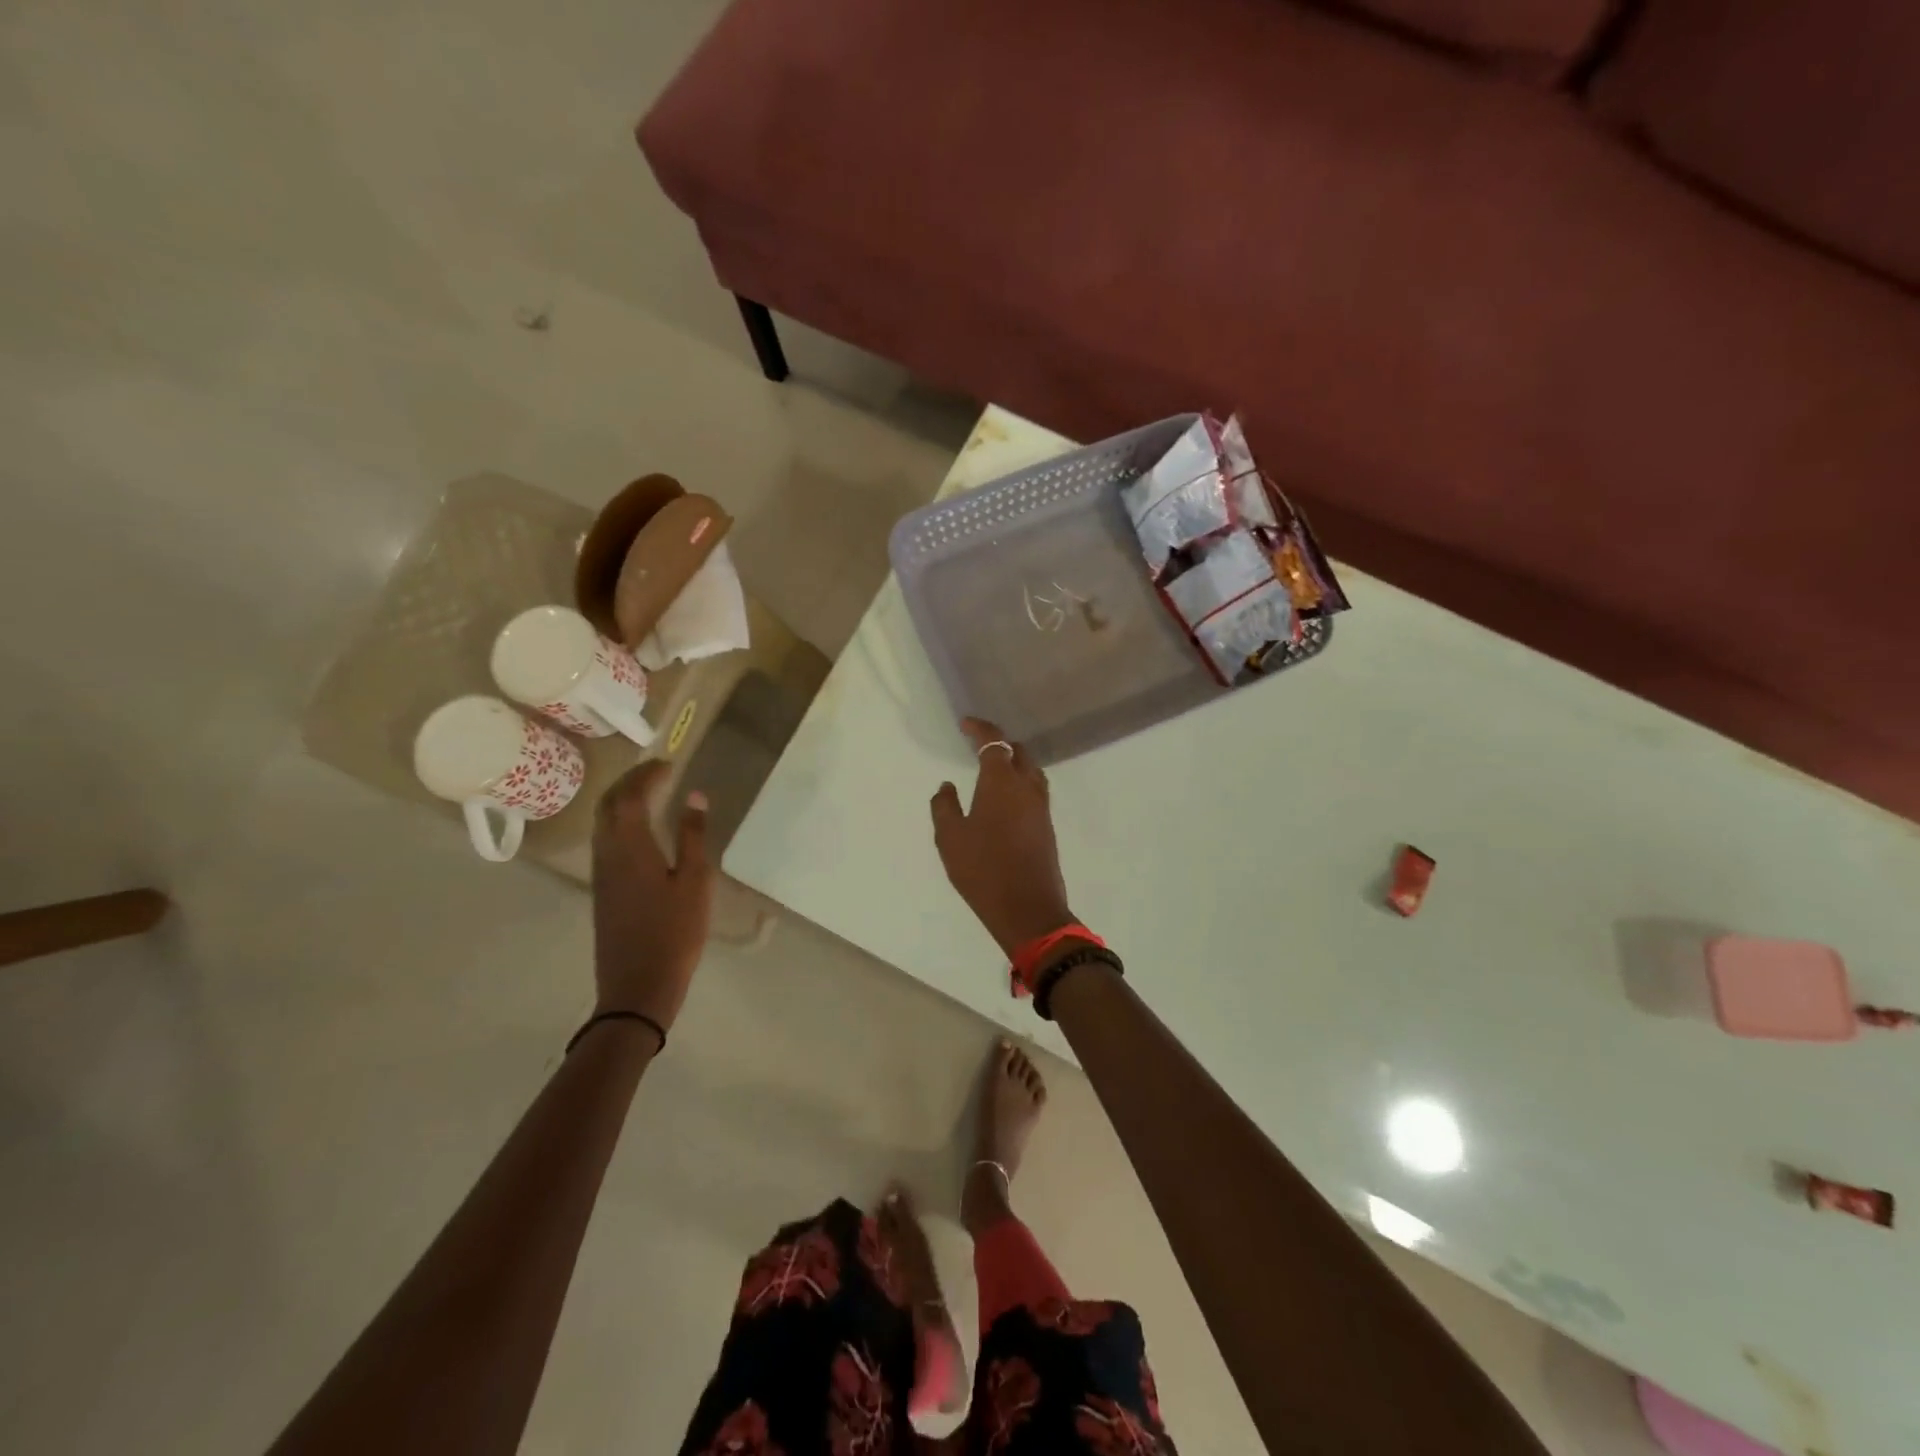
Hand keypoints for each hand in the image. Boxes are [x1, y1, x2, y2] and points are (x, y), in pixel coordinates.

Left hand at [591, 760, 714, 1034]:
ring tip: (649, 791)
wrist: (638, 985)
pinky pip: (604, 838)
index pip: (632, 795)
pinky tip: (640, 828)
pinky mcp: (602, 888)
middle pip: (608, 803)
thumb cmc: (674, 932)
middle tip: (657, 770)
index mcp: (630, 845)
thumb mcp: (695, 881)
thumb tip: (694, 796)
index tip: (670, 762)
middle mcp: (607, 852)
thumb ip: (692, 836)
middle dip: (630, 780)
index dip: (649, 774)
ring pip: (602, 821)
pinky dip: (620, 820)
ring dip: (621, 798)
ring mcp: (601, 871)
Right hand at [930, 719, 1073, 957]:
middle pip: (1018, 752)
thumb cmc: (983, 870)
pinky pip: (1034, 791)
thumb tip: (947, 786)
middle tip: (978, 747)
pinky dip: (1020, 783)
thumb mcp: (950, 838)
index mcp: (1002, 782)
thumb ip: (945, 806)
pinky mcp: (1047, 826)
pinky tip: (1005, 799)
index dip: (980, 728)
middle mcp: (1027, 787)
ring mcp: (1041, 807)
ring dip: (1013, 763)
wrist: (1028, 909)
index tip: (965, 723)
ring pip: (1031, 771)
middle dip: (999, 743)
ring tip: (992, 770)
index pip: (994, 741)